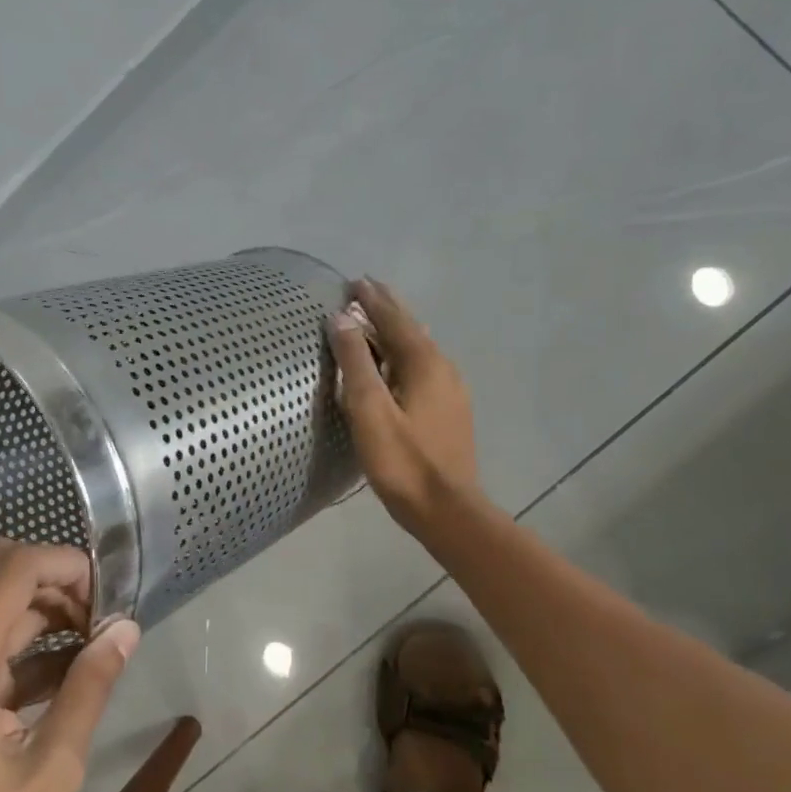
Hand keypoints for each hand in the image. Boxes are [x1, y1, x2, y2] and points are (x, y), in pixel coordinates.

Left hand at [0, 539, 139, 791]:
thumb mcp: (51, 770)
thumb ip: (90, 688)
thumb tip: (127, 629)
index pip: (15, 567)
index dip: (68, 566)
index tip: (113, 599)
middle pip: (0, 570)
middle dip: (57, 581)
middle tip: (104, 620)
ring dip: (46, 608)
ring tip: (98, 642)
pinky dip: (30, 641)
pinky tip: (73, 671)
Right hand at [328, 278, 483, 536]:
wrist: (447, 510)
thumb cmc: (403, 462)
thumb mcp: (370, 410)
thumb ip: (355, 363)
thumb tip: (340, 318)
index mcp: (424, 364)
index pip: (394, 320)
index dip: (373, 300)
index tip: (354, 281)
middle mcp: (442, 368)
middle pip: (411, 329)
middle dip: (387, 308)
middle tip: (366, 288)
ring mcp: (450, 390)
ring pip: (418, 348)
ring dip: (395, 330)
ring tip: (375, 319)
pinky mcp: (449, 410)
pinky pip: (422, 367)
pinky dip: (402, 353)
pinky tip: (395, 363)